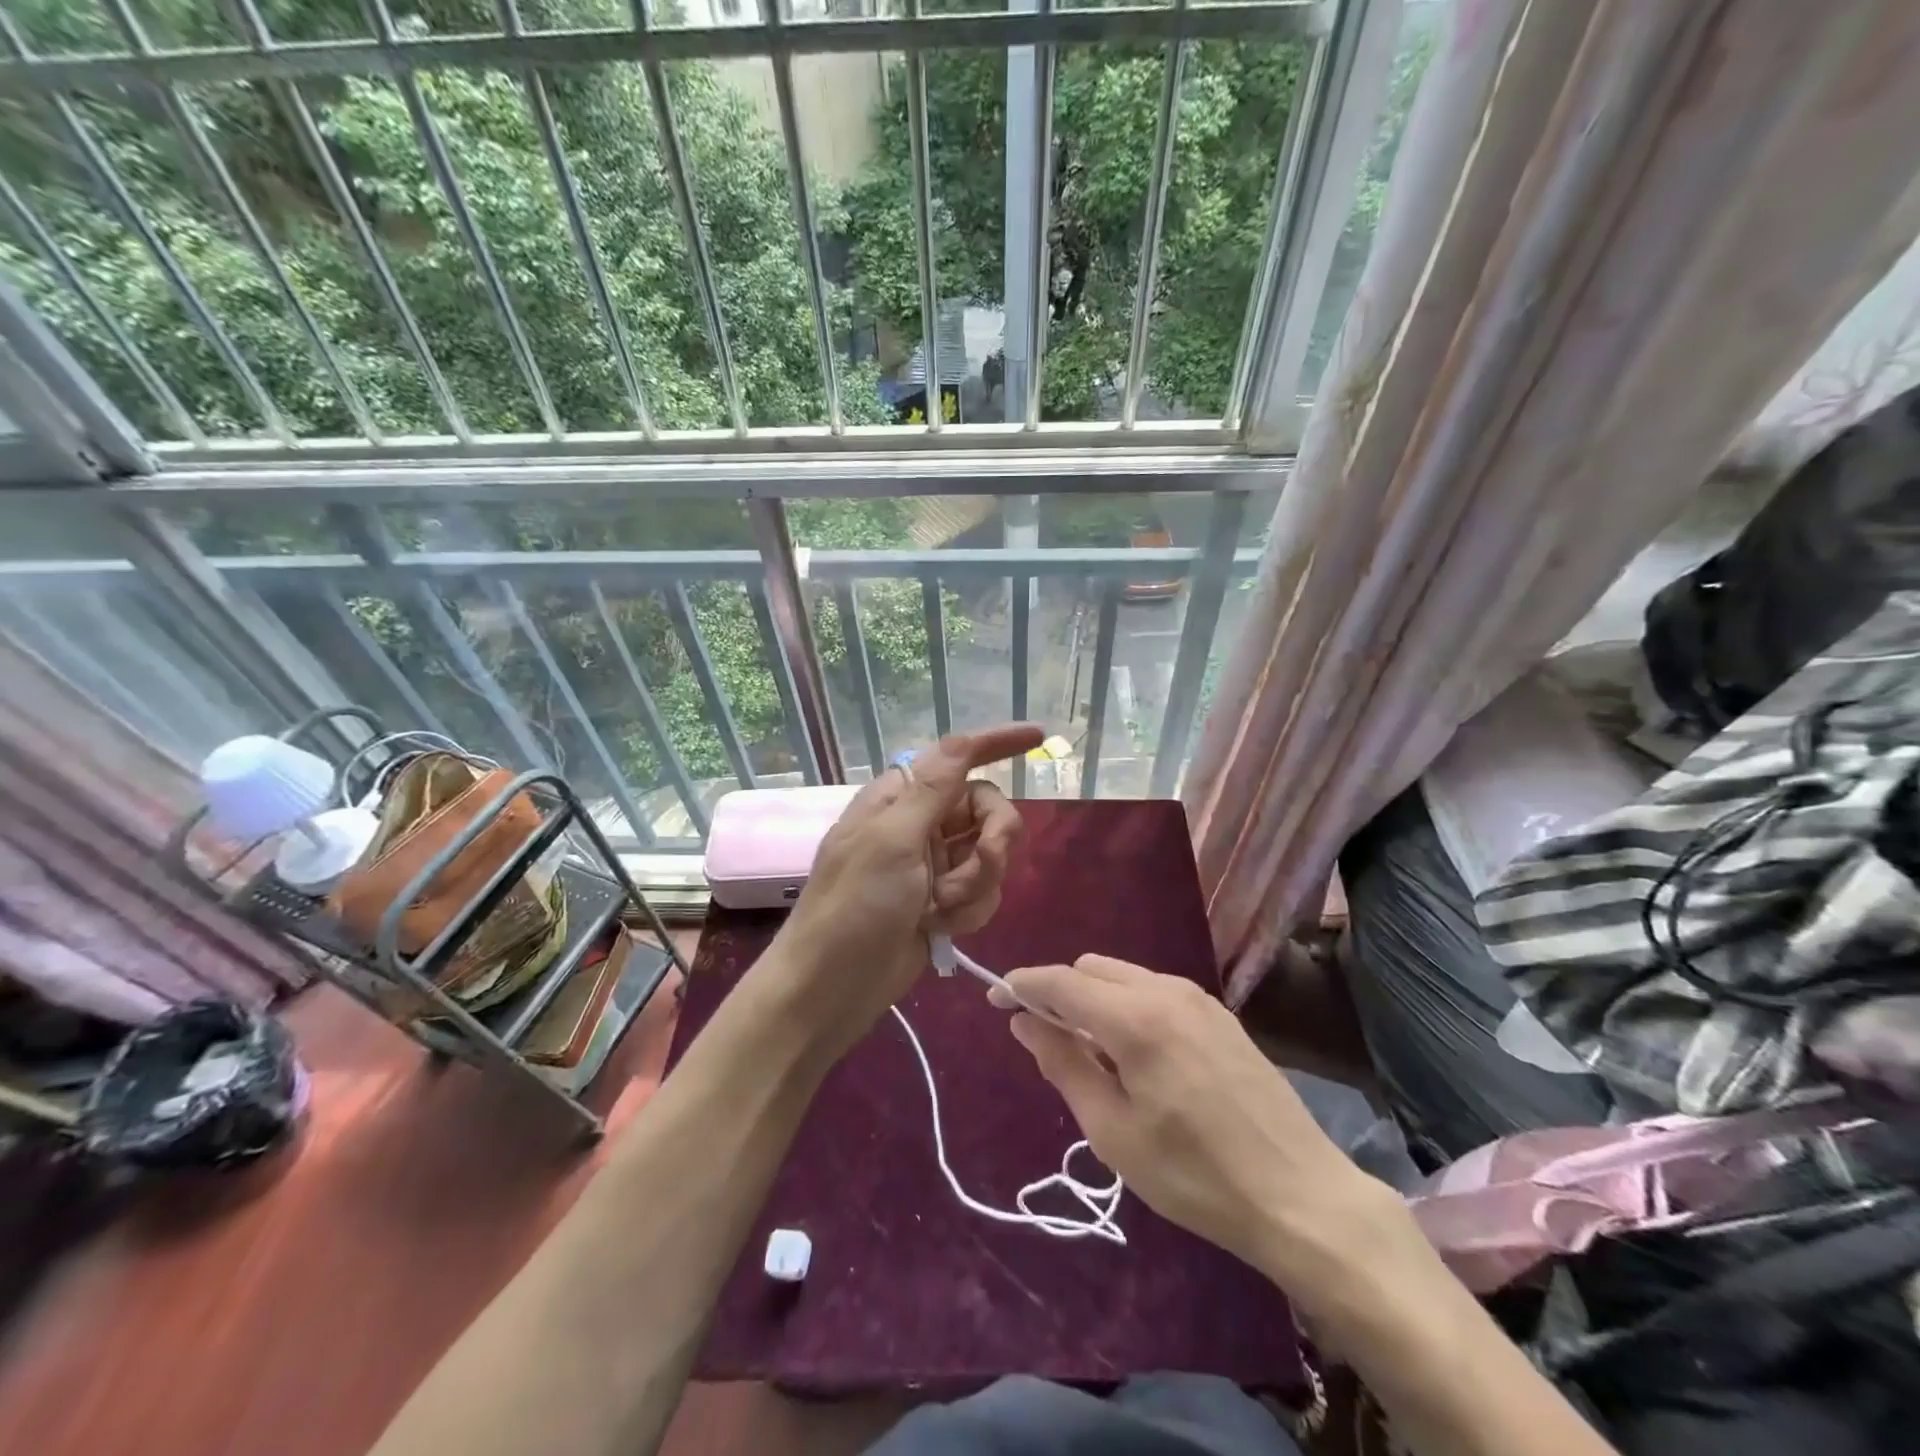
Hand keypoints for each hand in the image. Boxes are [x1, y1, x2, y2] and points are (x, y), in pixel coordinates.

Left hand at [770, 723, 1043, 1056]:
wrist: (832, 990)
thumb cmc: (853, 907)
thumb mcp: (891, 842)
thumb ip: (932, 790)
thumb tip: (960, 740)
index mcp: (899, 798)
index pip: (956, 757)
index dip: (996, 744)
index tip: (1038, 737)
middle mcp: (921, 825)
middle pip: (986, 809)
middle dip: (991, 840)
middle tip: (983, 862)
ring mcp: (934, 866)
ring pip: (991, 855)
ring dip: (976, 884)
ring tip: (940, 909)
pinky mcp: (944, 902)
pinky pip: (985, 892)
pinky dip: (970, 909)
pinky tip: (940, 928)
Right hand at [997, 955, 1413, 1303]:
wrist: (1301, 1195)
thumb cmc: (1195, 1176)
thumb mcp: (1113, 1131)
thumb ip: (1063, 1065)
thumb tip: (1023, 1021)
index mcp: (1135, 1018)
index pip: (1061, 981)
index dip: (1022, 985)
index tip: (995, 1000)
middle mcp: (1165, 990)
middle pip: (1091, 968)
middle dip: (1059, 991)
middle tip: (1047, 1041)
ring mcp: (1197, 997)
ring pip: (1122, 975)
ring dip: (1094, 998)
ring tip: (1093, 1054)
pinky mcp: (1219, 1013)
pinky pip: (1154, 989)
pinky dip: (1127, 1004)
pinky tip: (1136, 1054)